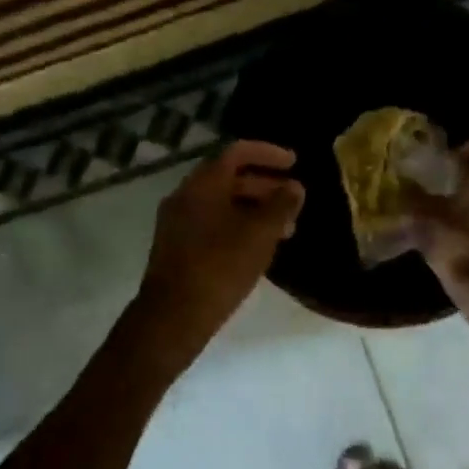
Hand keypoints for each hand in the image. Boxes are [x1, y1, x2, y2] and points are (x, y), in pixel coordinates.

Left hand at [138, 140, 305, 340]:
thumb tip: (295, 187)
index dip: (268, 153)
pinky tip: (258, 247)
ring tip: (285, 231)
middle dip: (265, 186)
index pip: (238, 152)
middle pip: (229, 177)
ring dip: (254, 209)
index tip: (294, 163)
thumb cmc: (220, 267)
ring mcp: (178, 221)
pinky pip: (212, 223)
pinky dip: (238, 225)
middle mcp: (186, 195)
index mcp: (203, 184)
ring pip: (222, 203)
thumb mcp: (260, 234)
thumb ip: (281, 206)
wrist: (173, 316)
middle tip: (293, 201)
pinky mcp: (177, 246)